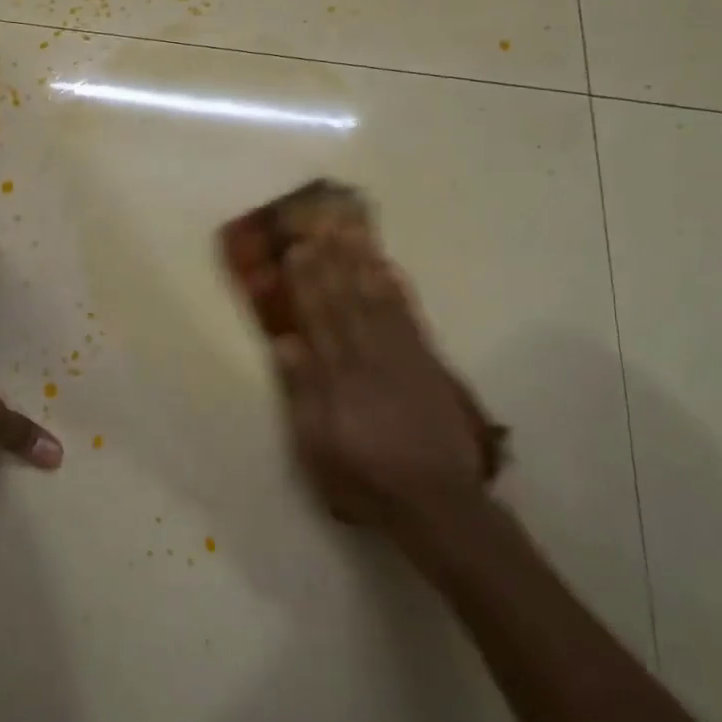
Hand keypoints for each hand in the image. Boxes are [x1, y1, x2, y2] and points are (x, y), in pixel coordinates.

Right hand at [273, 223, 502, 528]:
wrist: (435, 500)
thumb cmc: (363, 478)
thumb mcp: (317, 447)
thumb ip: (303, 394)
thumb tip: (287, 343)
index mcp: (338, 378)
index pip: (318, 318)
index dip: (307, 281)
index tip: (297, 247)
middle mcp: (369, 357)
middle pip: (347, 300)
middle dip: (333, 258)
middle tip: (323, 220)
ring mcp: (402, 357)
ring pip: (378, 300)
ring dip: (363, 263)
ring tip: (352, 230)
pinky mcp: (427, 364)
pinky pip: (410, 318)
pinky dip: (398, 290)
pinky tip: (388, 268)